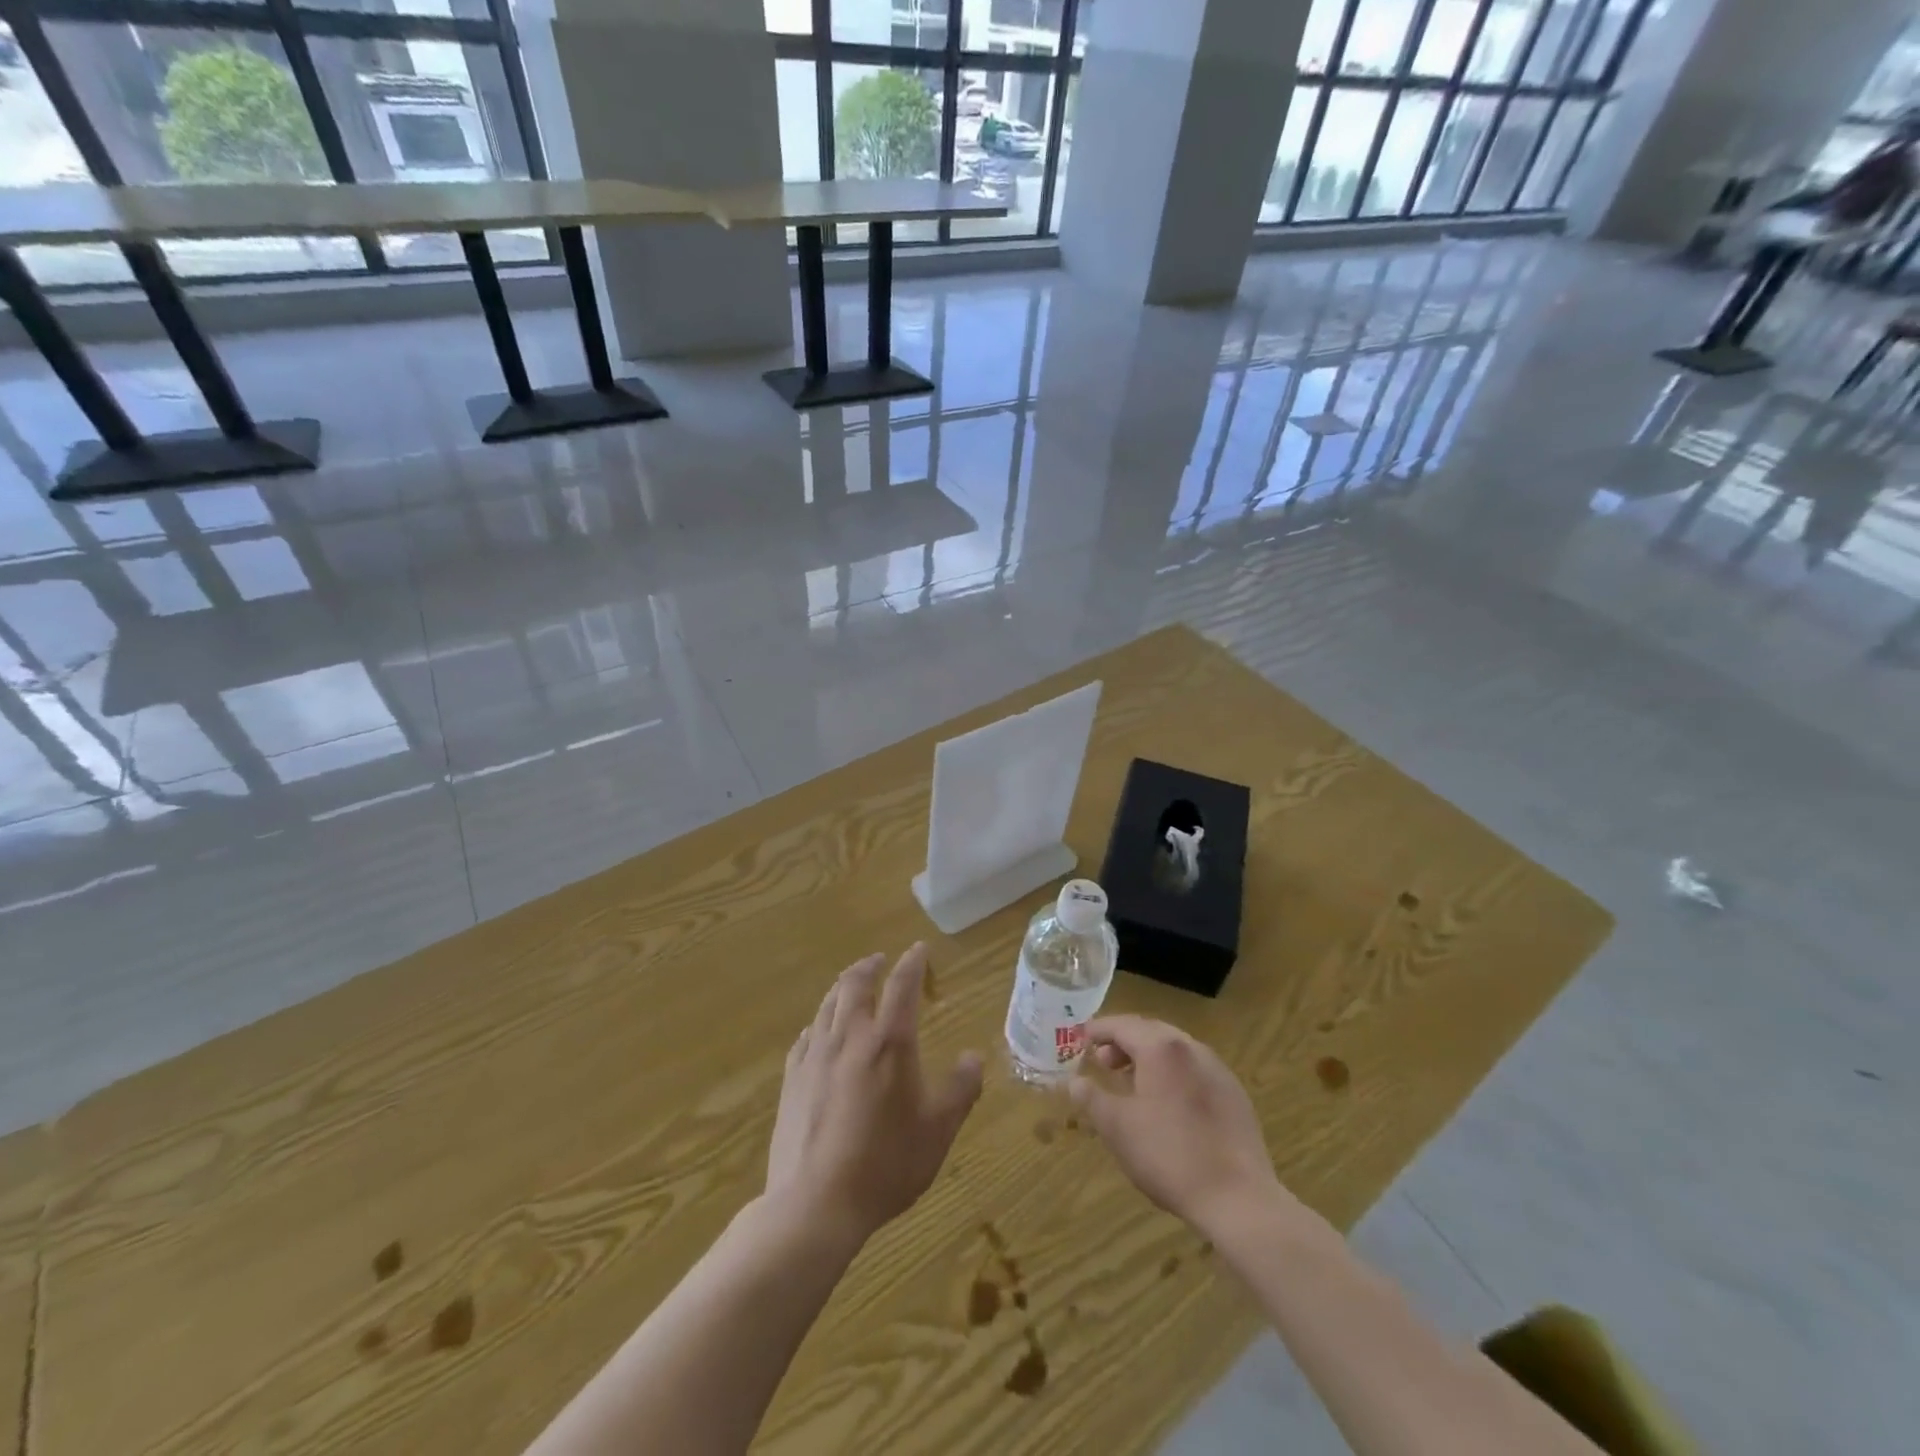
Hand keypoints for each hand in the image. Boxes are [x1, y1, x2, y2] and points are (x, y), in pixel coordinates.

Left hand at [766, 944, 983, 1246]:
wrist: (815, 1204)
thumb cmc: (885, 1164)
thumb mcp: (938, 1130)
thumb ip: (961, 1089)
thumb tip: (973, 1057)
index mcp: (889, 1043)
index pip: (902, 986)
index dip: (912, 962)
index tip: (919, 948)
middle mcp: (850, 1037)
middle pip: (855, 984)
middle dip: (870, 966)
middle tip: (880, 960)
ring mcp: (815, 1056)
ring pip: (828, 1005)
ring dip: (843, 987)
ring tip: (851, 984)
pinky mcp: (792, 1078)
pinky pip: (806, 1036)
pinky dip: (819, 1022)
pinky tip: (820, 1031)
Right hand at [1068, 1015, 1285, 1232]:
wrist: (1238, 1199)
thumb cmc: (1169, 1156)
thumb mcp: (1117, 1128)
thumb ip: (1091, 1098)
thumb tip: (1074, 1081)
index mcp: (1161, 1048)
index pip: (1122, 1025)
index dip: (1098, 1029)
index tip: (1081, 1038)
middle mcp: (1191, 1048)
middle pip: (1150, 1031)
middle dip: (1123, 1042)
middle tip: (1103, 1062)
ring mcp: (1217, 1069)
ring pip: (1175, 1050)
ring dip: (1148, 1057)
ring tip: (1131, 1083)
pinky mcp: (1234, 1094)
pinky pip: (1194, 1070)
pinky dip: (1172, 1073)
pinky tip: (1167, 1104)